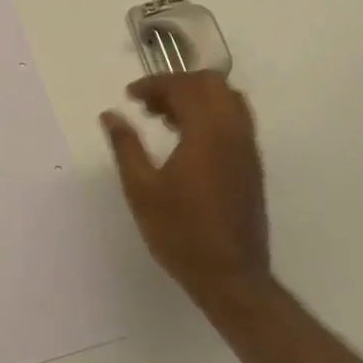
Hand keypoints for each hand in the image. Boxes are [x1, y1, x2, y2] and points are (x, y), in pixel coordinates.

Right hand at [102, 73, 271, 310]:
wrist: (231, 278)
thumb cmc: (181, 233)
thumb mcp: (141, 189)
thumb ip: (126, 146)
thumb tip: (110, 114)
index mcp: (207, 133)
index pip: (183, 86)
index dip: (154, 84)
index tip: (129, 96)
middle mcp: (233, 132)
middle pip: (210, 83)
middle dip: (177, 84)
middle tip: (149, 105)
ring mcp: (247, 148)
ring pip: (227, 98)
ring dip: (196, 97)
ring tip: (166, 119)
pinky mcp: (252, 164)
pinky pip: (235, 119)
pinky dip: (211, 113)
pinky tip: (187, 140)